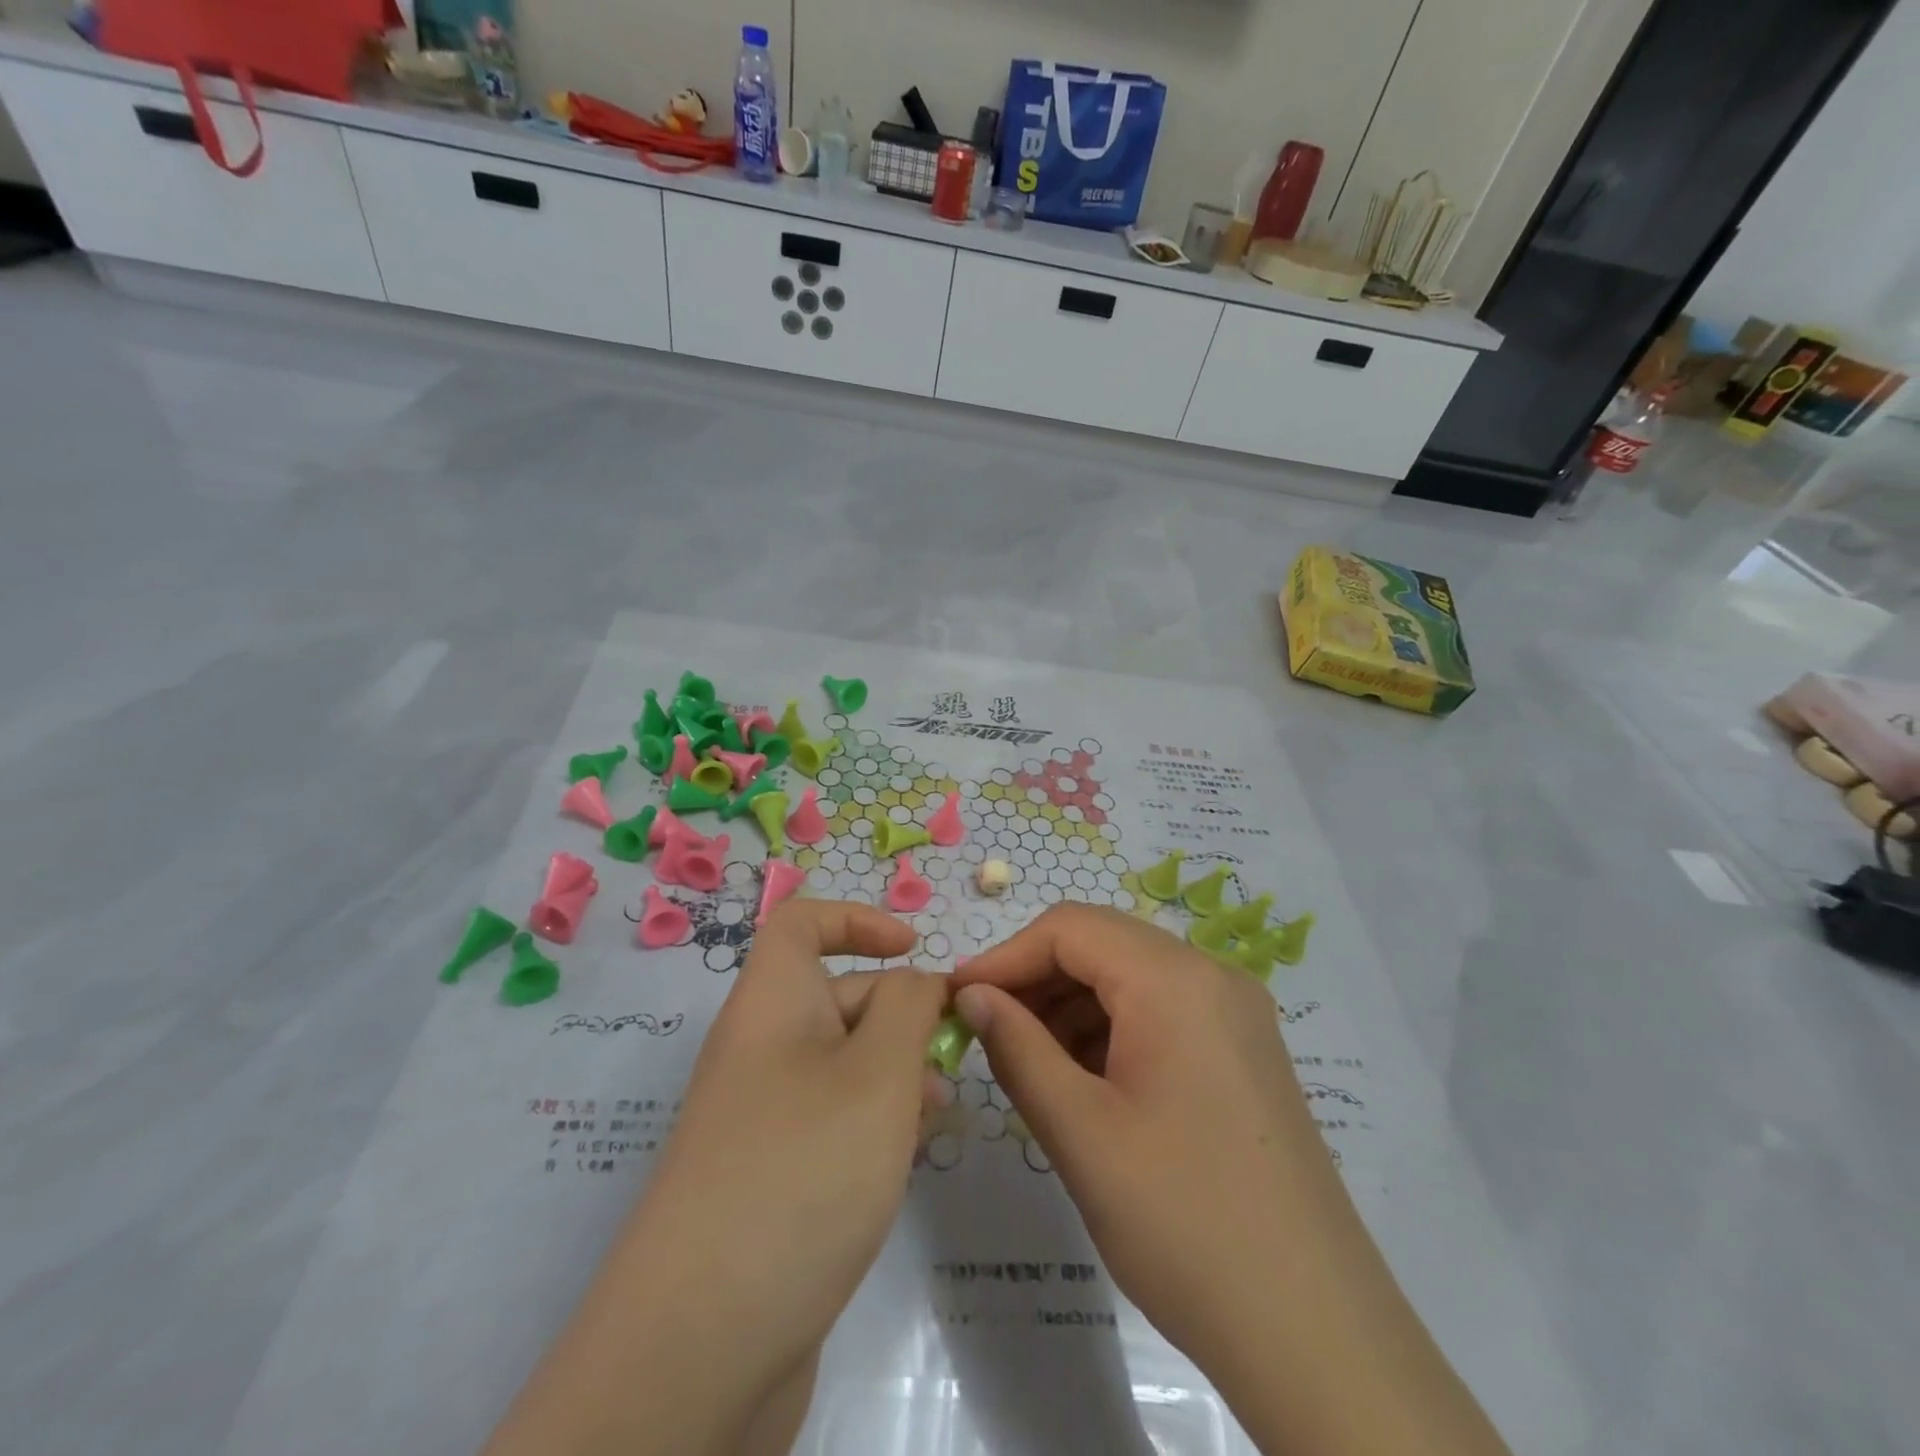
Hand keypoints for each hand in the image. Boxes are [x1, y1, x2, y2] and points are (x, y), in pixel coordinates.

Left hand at [635, 899, 950, 1369]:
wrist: (699, 1347)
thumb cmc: (801, 1172)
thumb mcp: (877, 1073)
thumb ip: (909, 1008)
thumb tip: (918, 982)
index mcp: (771, 1005)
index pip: (801, 923)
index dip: (857, 920)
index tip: (915, 949)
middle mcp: (760, 1049)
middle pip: (836, 995)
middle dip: (900, 1013)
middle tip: (952, 1056)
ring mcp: (762, 1116)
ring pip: (843, 1063)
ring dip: (896, 1073)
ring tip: (939, 1115)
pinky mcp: (771, 1175)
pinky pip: (832, 1120)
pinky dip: (875, 1123)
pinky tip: (908, 1159)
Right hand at [953, 904, 1510, 1455]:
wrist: (1315, 1333)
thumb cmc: (1183, 1222)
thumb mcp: (1080, 1132)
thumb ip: (1016, 1048)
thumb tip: (971, 996)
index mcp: (1175, 980)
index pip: (1070, 928)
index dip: (1005, 956)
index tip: (956, 999)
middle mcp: (1212, 977)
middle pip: (1103, 944)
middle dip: (1036, 978)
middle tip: (985, 1030)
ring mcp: (1235, 1014)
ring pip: (1131, 977)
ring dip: (1070, 1004)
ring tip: (1026, 1060)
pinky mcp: (1243, 1051)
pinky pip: (1161, 1011)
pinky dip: (1110, 1028)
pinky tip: (1081, 1079)